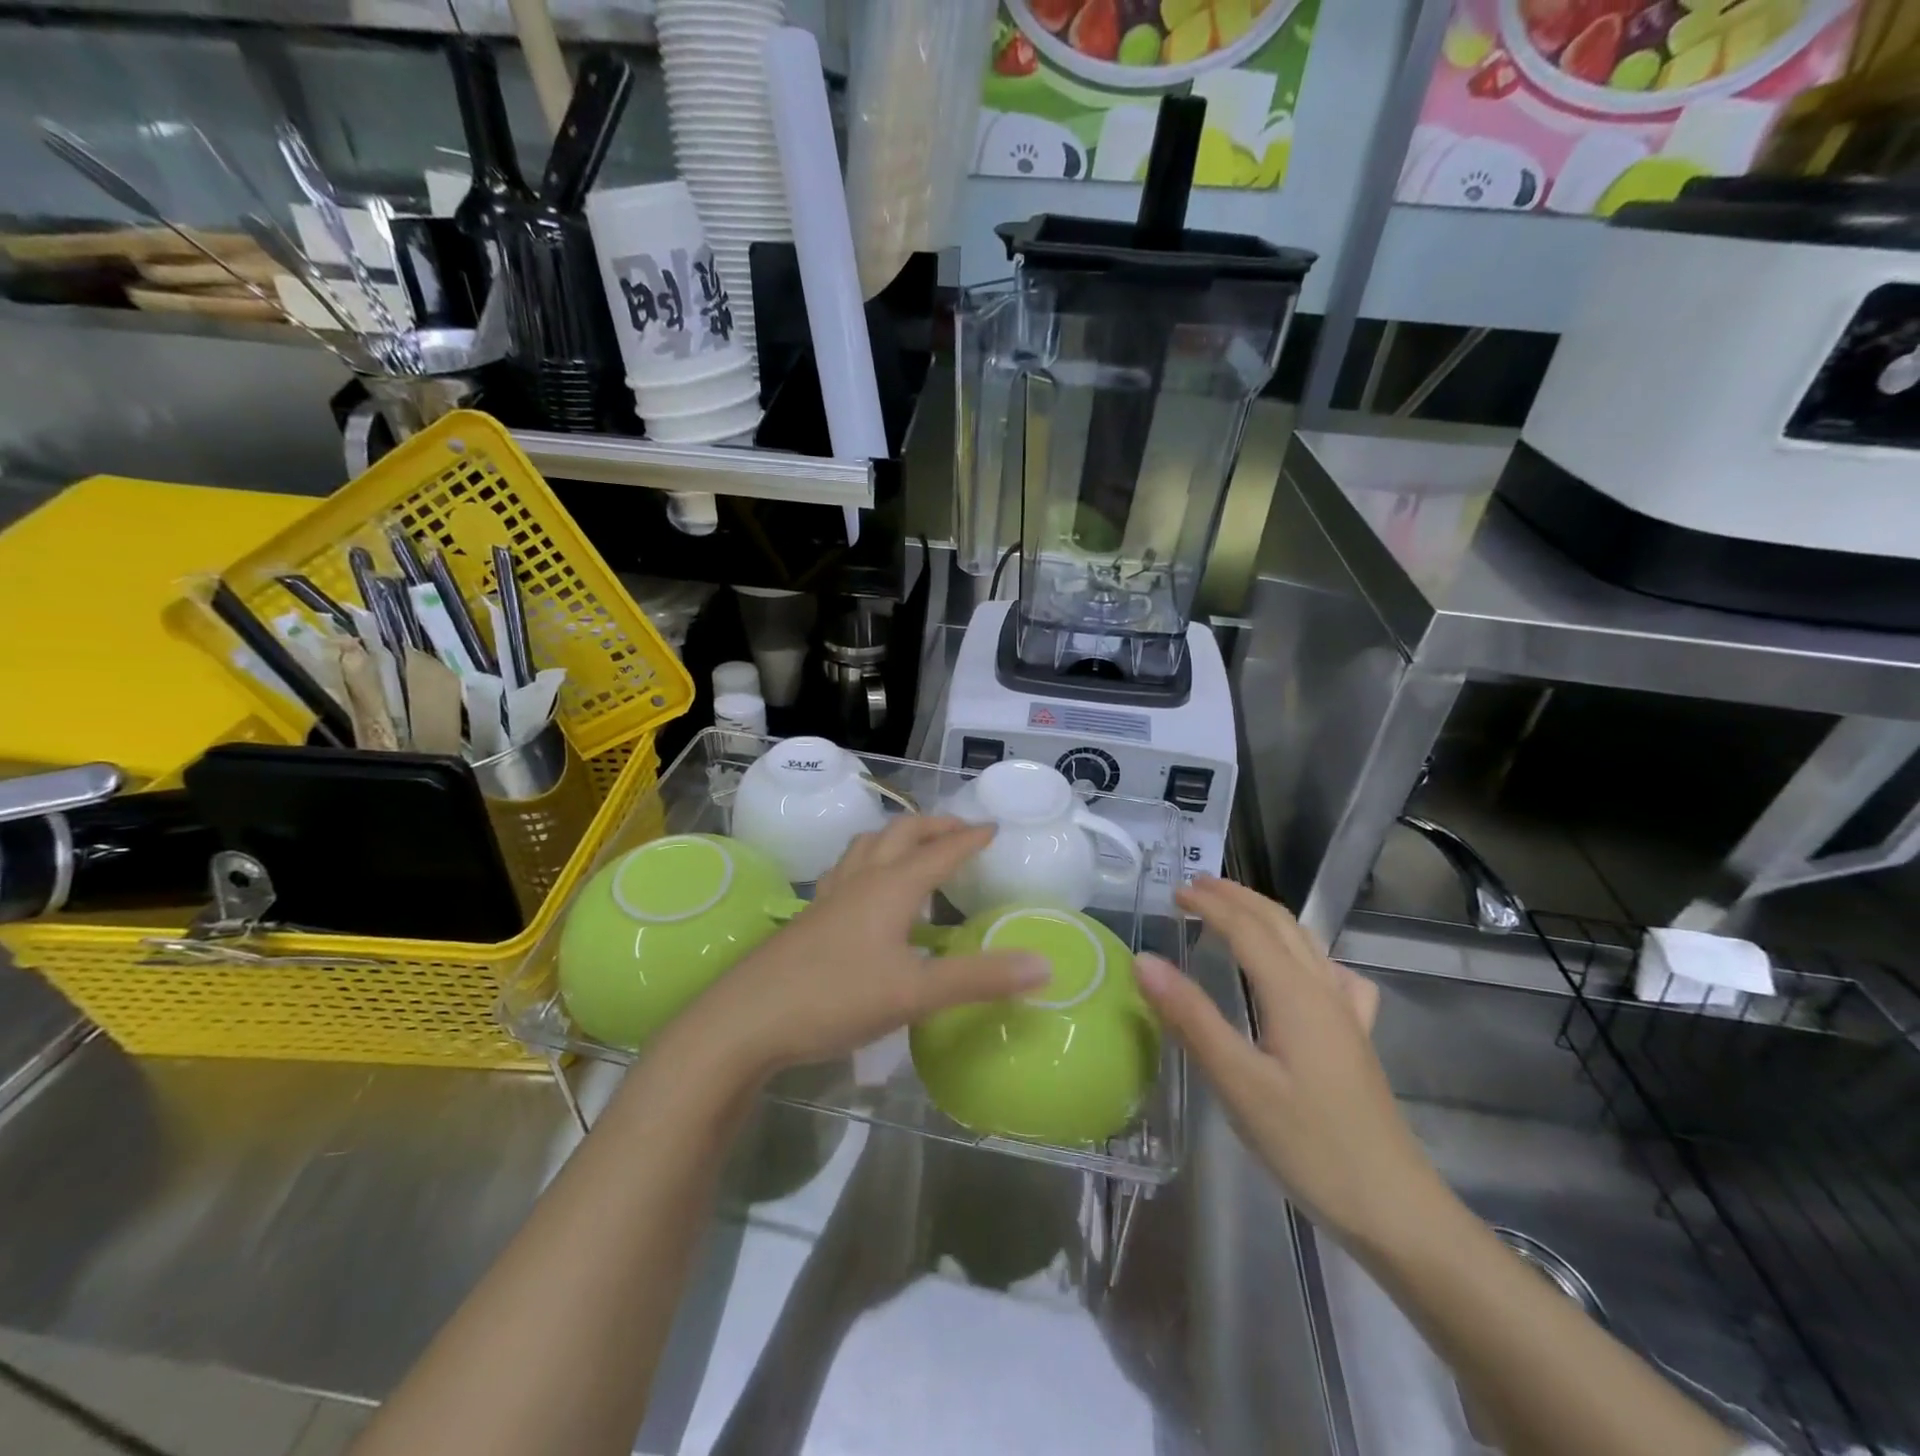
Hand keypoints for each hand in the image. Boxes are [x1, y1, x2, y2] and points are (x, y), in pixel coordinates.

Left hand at [681, 816, 1048, 1080]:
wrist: (746, 1019)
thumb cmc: (835, 999)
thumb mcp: (916, 994)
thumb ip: (980, 979)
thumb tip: (1044, 965)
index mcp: (891, 887)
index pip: (940, 851)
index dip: (970, 838)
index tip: (995, 827)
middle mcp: (862, 879)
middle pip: (902, 833)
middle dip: (935, 825)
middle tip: (962, 831)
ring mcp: (831, 895)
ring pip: (868, 845)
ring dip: (899, 836)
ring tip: (916, 847)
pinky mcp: (811, 915)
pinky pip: (848, 869)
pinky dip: (871, 860)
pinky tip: (868, 887)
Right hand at [1132, 877, 1441, 1247]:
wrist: (1395, 1209)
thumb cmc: (1310, 1146)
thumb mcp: (1238, 1083)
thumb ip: (1191, 1018)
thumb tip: (1144, 960)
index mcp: (1295, 994)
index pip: (1247, 930)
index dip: (1211, 905)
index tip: (1174, 893)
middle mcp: (1323, 991)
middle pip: (1280, 925)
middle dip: (1238, 898)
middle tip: (1197, 887)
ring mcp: (1346, 1015)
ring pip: (1306, 944)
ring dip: (1266, 917)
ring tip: (1234, 911)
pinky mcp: (1355, 1040)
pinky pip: (1330, 975)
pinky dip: (1304, 953)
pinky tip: (1301, 971)